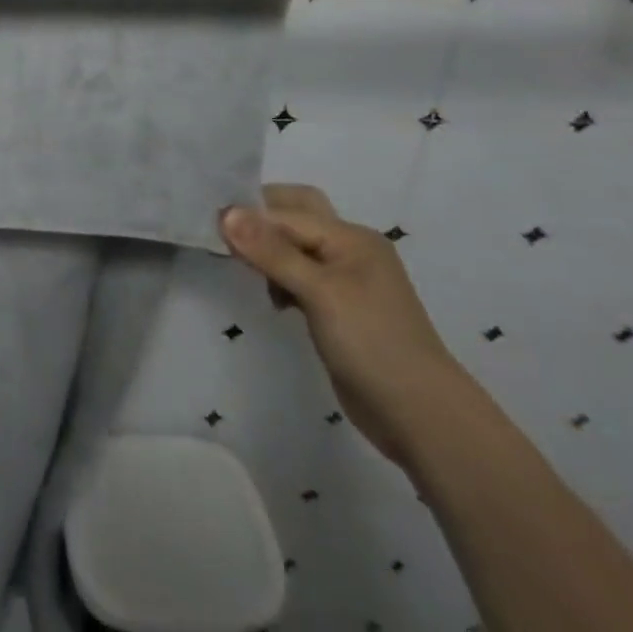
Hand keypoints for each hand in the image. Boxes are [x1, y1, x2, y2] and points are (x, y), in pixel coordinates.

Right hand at [221, 184, 468, 465]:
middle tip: (227, 236)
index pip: (287, 212)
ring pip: (295, 247)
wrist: (422, 418)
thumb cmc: (372, 343)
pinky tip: (272, 298)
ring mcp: (346, 281)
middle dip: (261, 221)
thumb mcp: (319, 292)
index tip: (210, 226)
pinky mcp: (339, 310)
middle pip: (296, 217)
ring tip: (245, 269)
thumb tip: (226, 213)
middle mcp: (349, 250)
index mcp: (351, 237)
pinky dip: (280, 278)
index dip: (250, 216)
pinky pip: (300, 276)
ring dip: (268, 252)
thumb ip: (271, 251)